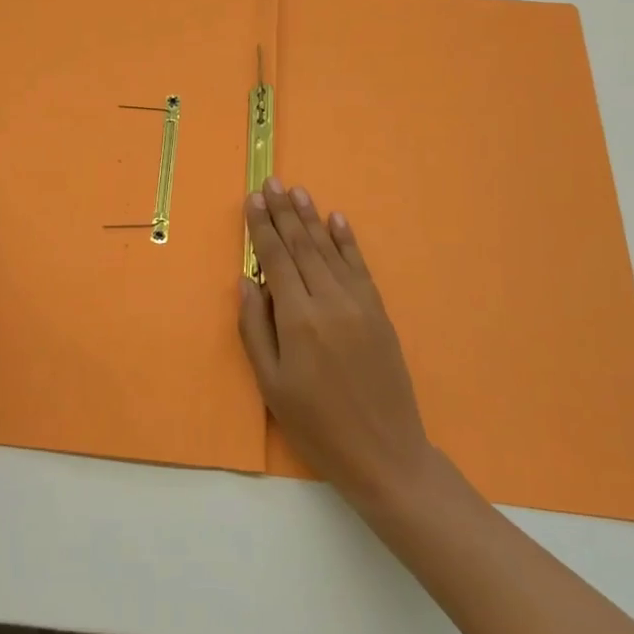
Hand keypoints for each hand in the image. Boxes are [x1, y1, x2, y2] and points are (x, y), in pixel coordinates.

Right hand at [239, 179, 436, 506]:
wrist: (385, 452)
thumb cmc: (317, 424)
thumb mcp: (272, 384)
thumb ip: (256, 328)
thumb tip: (248, 281)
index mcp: (298, 319)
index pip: (276, 259)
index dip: (262, 227)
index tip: (252, 200)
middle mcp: (329, 300)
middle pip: (302, 246)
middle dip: (284, 212)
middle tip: (271, 182)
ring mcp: (359, 303)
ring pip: (329, 250)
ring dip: (311, 218)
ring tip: (297, 191)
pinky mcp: (378, 312)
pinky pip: (359, 266)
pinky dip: (346, 240)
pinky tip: (336, 220)